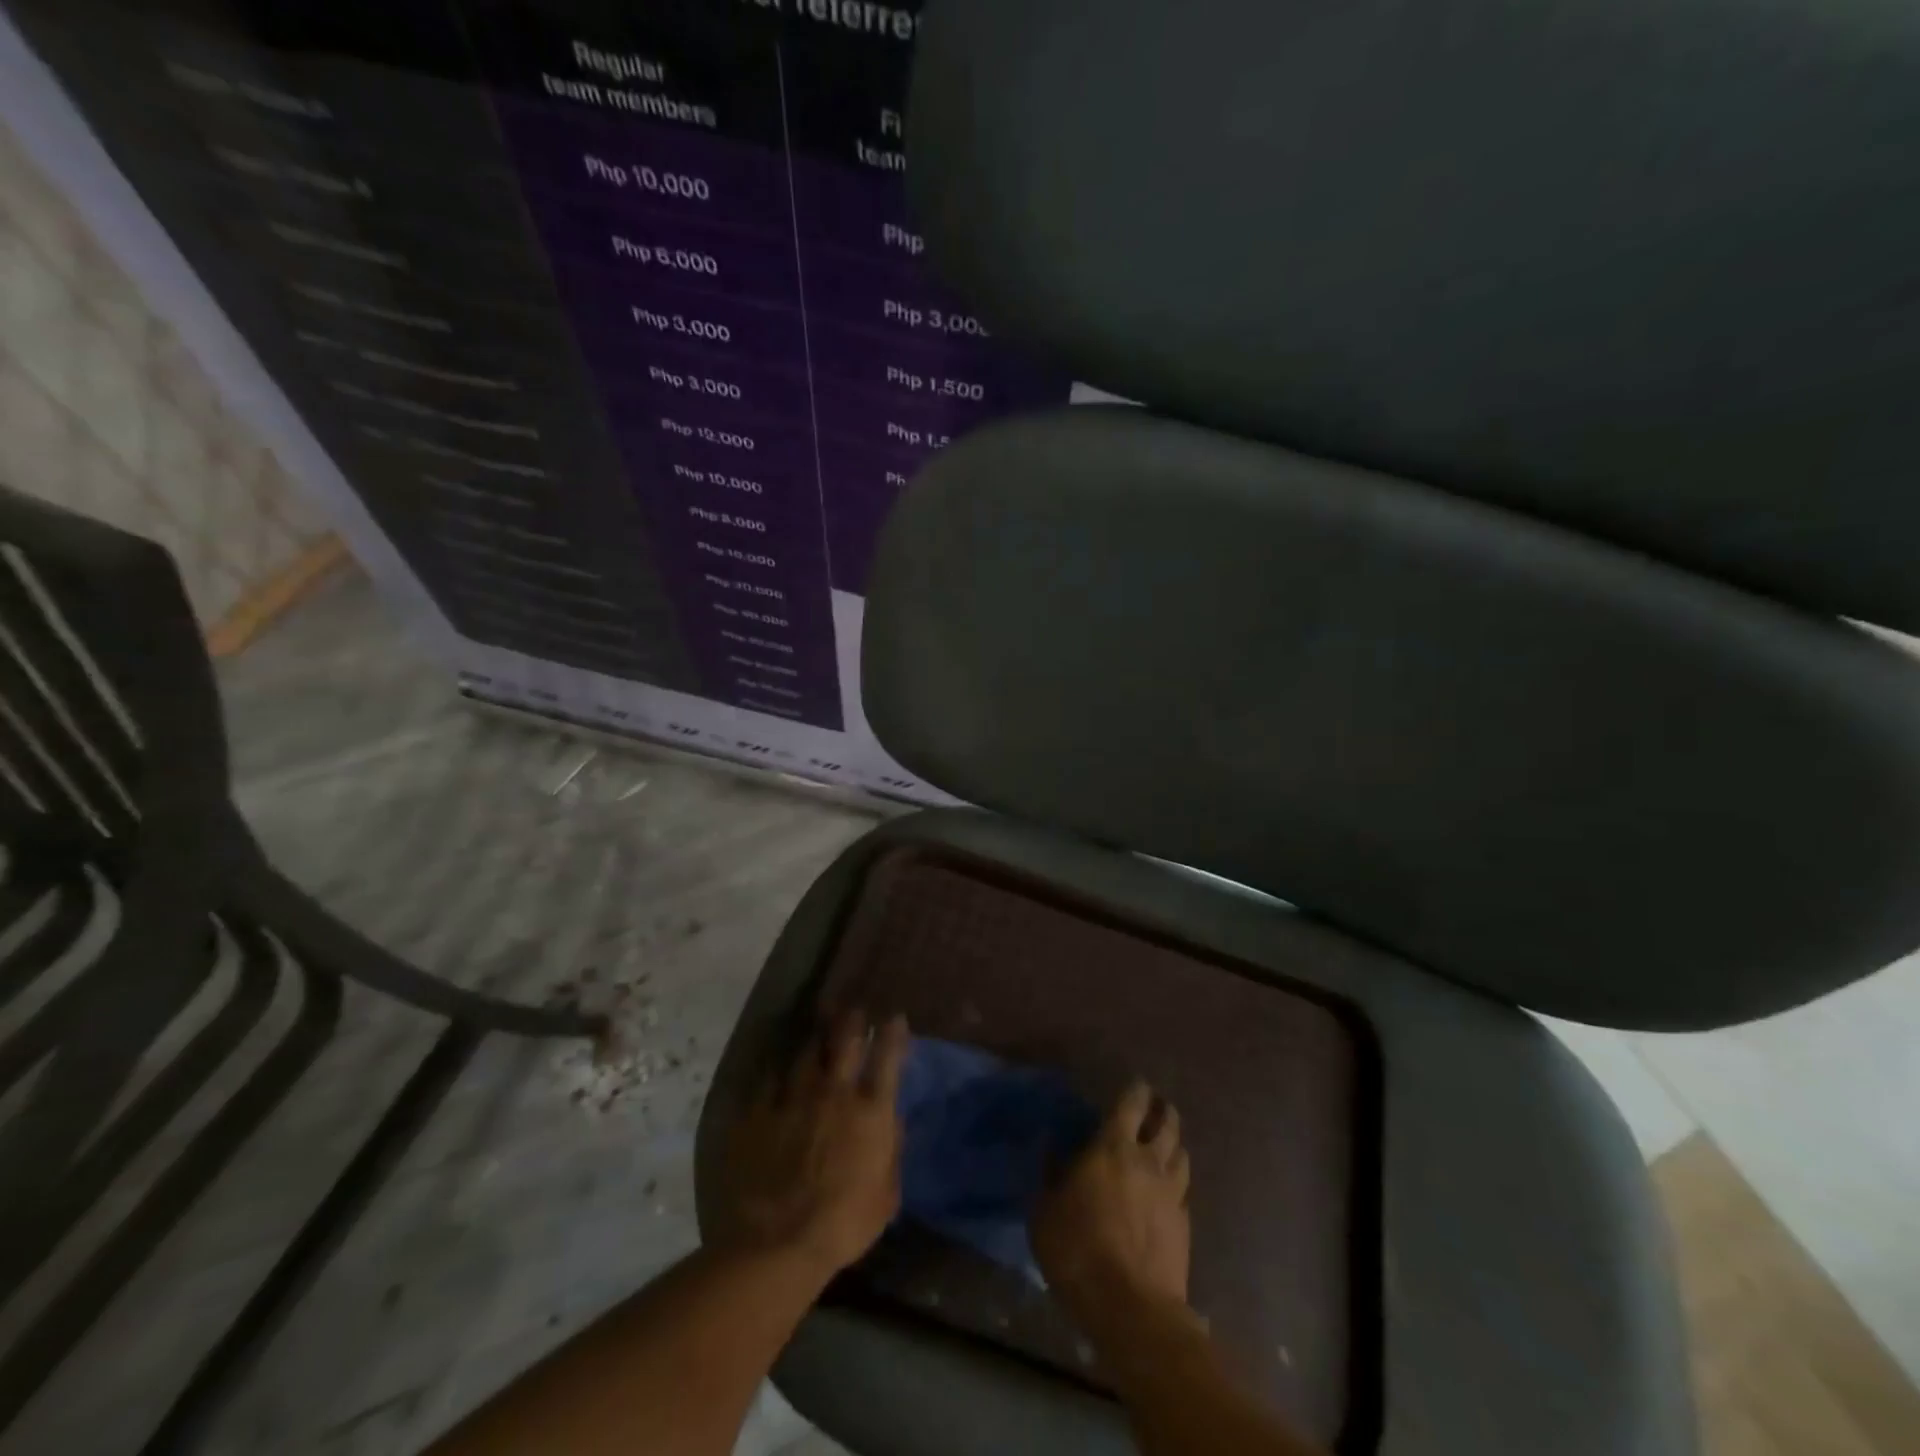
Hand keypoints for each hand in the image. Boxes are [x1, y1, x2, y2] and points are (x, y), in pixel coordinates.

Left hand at [715, 1009, 908, 1276]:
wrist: (777, 1243)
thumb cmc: (844, 1224)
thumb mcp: (886, 1196)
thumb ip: (892, 1152)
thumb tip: (894, 1122)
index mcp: (870, 1112)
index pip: (887, 1059)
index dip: (892, 1034)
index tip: (894, 1017)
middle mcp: (834, 1093)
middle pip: (844, 1042)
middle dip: (852, 1021)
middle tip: (854, 1009)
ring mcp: (794, 1099)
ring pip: (805, 1054)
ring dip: (814, 1042)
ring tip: (816, 1035)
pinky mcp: (759, 1113)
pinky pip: (769, 1081)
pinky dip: (777, 1074)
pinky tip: (777, 1070)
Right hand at [1032, 1080, 1191, 1314]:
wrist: (1131, 1308)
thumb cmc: (1077, 1250)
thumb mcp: (1045, 1211)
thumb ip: (1050, 1173)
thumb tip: (1051, 1146)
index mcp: (1113, 1147)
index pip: (1132, 1103)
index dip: (1136, 1089)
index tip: (1136, 1084)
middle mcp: (1149, 1160)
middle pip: (1167, 1123)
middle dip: (1162, 1110)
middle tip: (1155, 1107)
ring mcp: (1172, 1193)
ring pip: (1182, 1154)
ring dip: (1174, 1144)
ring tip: (1165, 1145)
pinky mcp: (1185, 1225)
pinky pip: (1185, 1191)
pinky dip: (1178, 1182)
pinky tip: (1169, 1191)